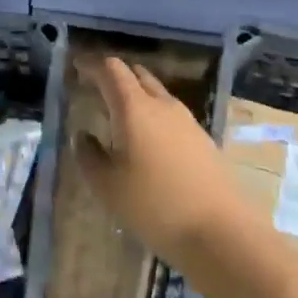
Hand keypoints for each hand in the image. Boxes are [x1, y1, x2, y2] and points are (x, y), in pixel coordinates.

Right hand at [74, 55, 253, 266]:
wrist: (221, 232)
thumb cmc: (154, 205)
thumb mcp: (108, 185)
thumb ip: (88, 155)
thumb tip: (83, 135)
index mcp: (134, 107)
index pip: (111, 70)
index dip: (92, 65)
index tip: (76, 67)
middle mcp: (162, 105)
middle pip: (137, 75)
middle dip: (115, 76)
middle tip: (95, 88)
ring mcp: (187, 121)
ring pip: (157, 94)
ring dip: (136, 95)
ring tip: (119, 114)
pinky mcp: (203, 139)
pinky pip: (170, 114)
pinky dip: (153, 114)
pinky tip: (147, 140)